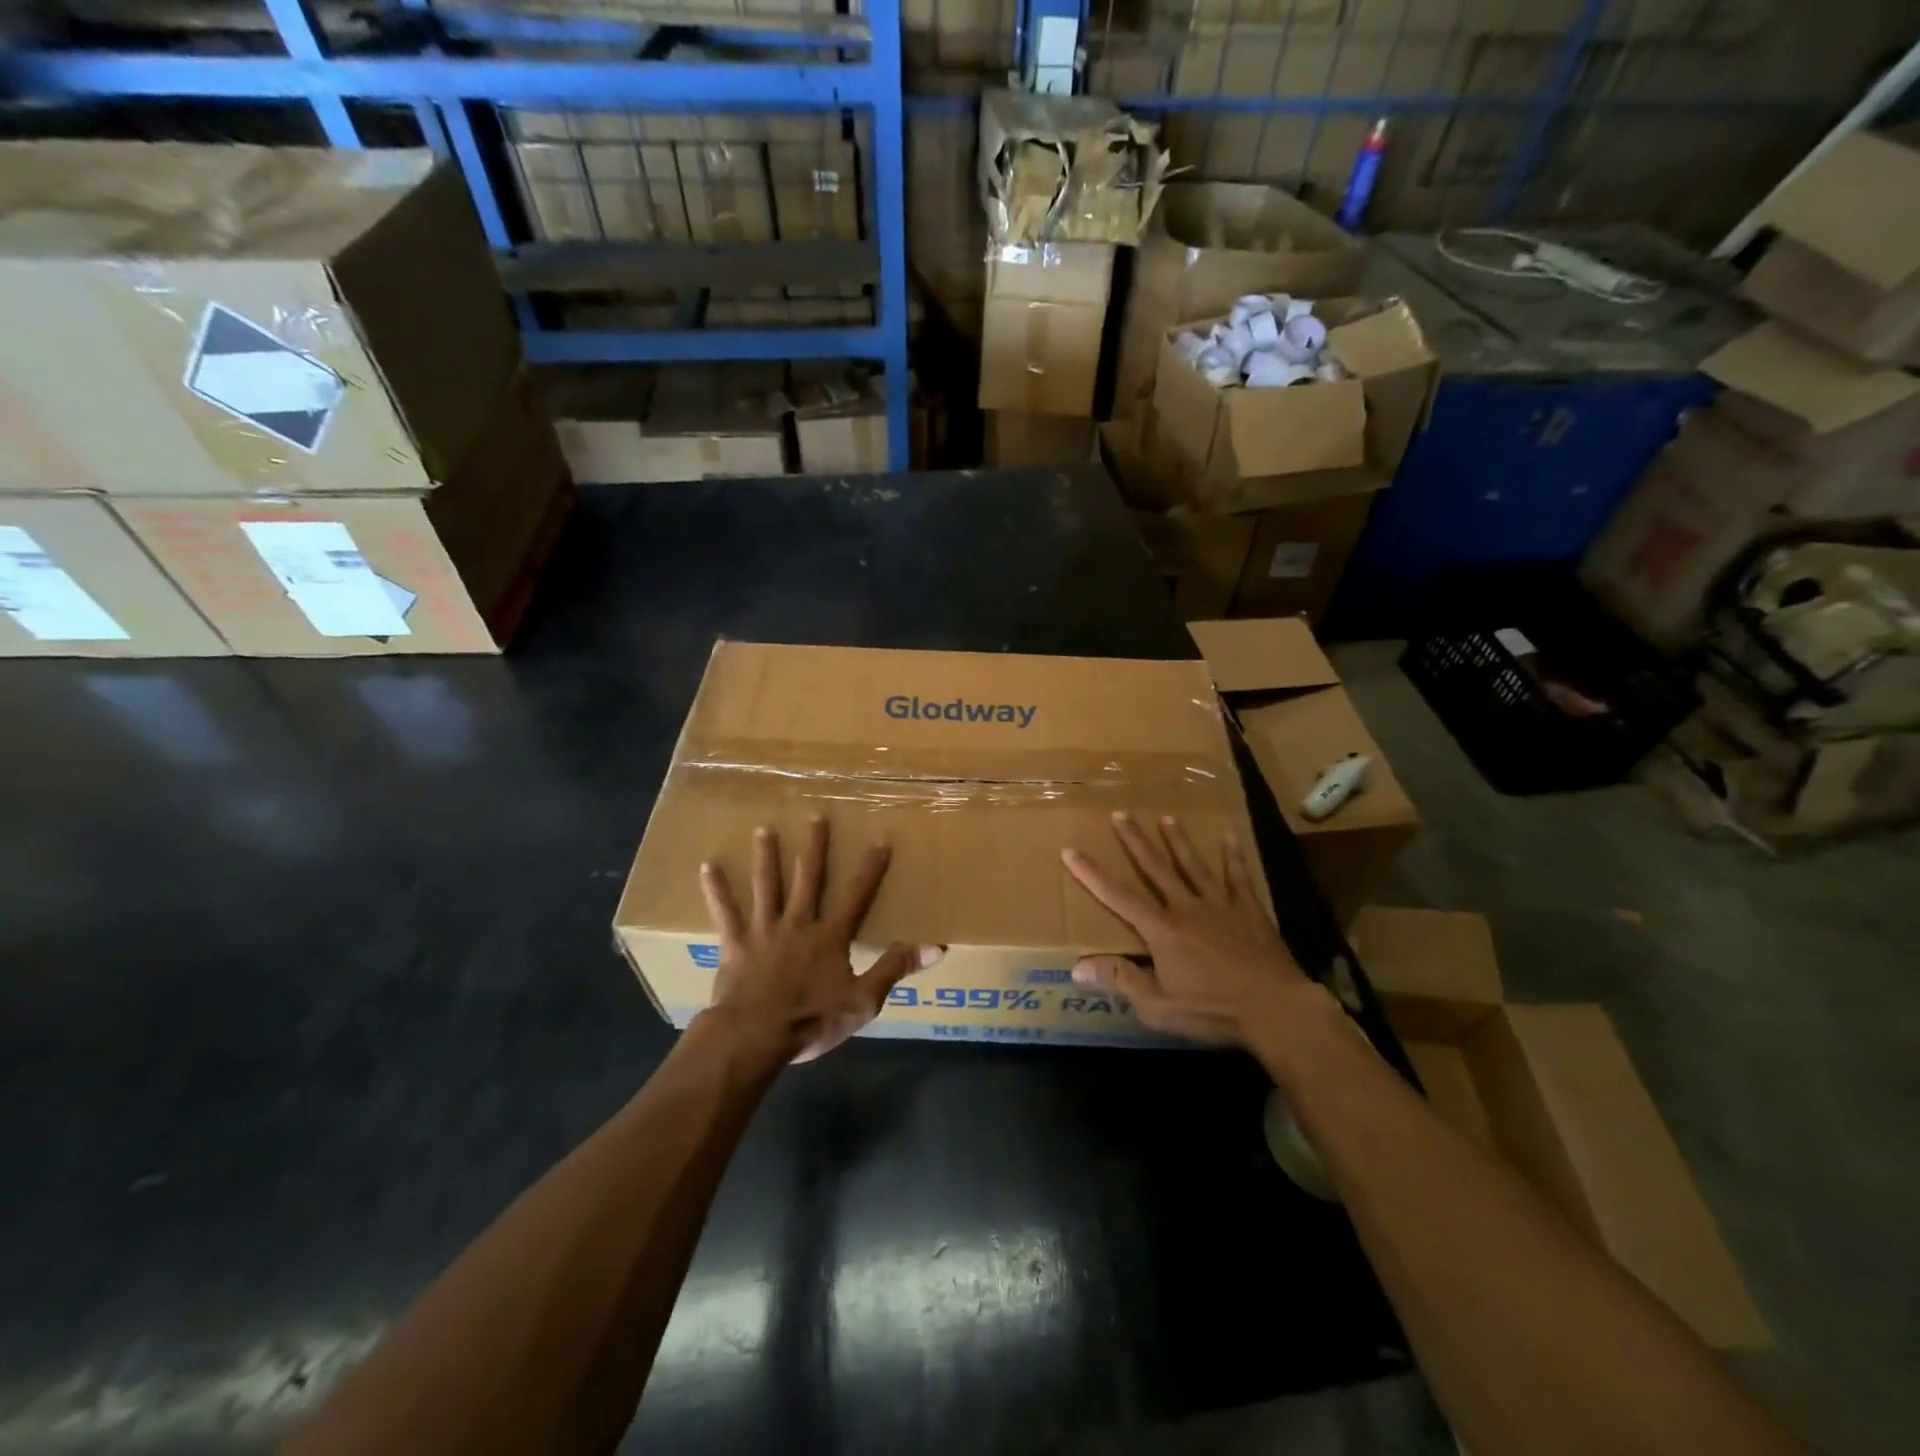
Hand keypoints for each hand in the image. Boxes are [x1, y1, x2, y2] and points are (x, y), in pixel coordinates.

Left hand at [699, 816, 941, 1063]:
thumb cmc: (812, 1020)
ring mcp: (764, 930)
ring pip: (766, 886)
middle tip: (816, 816)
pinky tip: (707, 867)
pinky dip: (716, 890)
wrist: (755, 1036)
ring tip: (764, 829)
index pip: (857, 894)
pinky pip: (725, 913)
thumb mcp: (864, 1000)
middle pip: (808, 877)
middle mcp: (798, 922)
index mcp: (830, 936)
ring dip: (766, 856)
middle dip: (814, 846)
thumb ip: (896, 968)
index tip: (879, 839)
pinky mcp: (736, 944)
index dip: (870, 868)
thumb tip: (936, 946)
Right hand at [1062, 812, 1312, 1047]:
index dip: (1091, 874)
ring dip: (1178, 841)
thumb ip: (1121, 980)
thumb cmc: (1213, 1010)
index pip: (1118, 897)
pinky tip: (1230, 838)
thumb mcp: (1159, 1006)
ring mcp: (1221, 906)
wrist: (1277, 1009)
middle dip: (1136, 841)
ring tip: (1167, 817)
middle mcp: (1187, 908)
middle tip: (1121, 814)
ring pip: (1194, 865)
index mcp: (1162, 930)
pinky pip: (1238, 878)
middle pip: (1156, 868)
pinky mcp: (1250, 912)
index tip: (1071, 850)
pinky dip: (1233, 858)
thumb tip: (1077, 967)